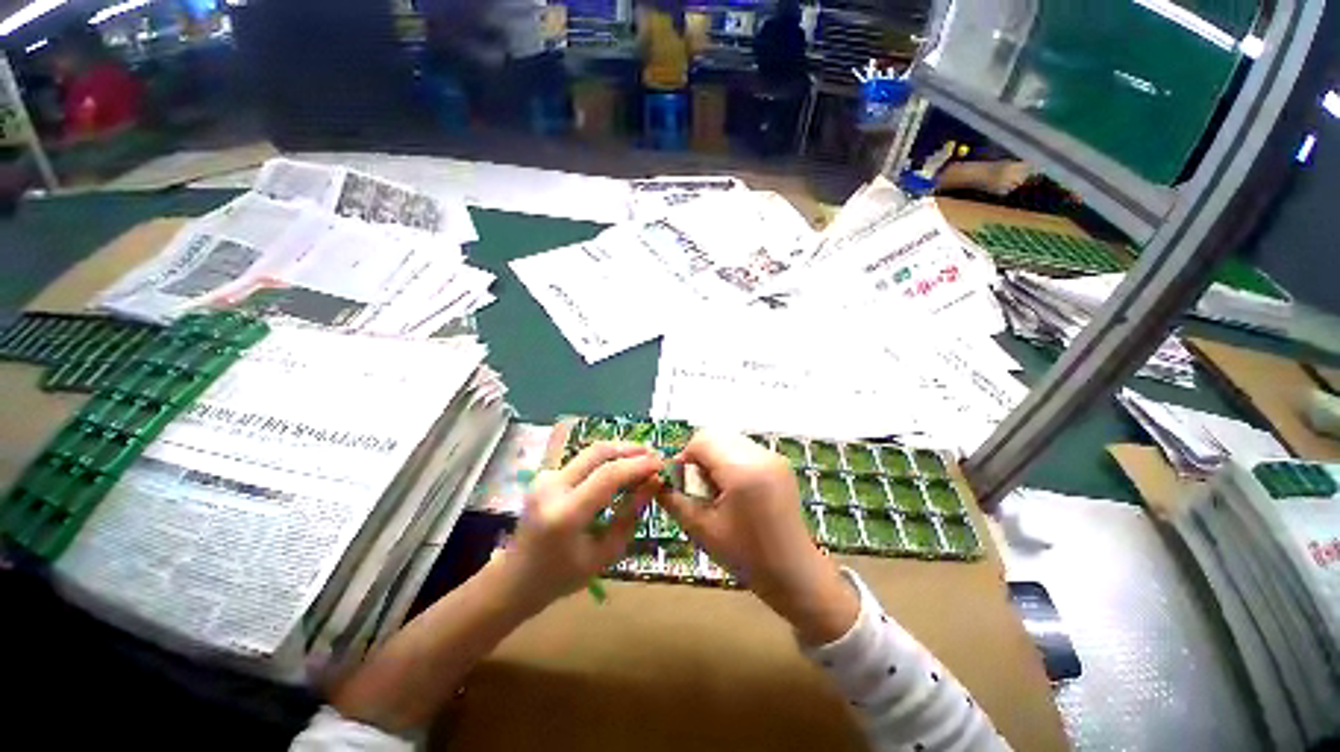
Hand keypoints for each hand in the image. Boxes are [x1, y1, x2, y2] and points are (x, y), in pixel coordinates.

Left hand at [497, 442, 662, 612]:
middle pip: (598, 452)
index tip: (661, 464)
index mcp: (565, 514)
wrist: (515, 578)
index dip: (638, 465)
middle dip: (631, 449)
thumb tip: (654, 483)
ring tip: (643, 460)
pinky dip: (606, 460)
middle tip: (654, 455)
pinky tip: (621, 468)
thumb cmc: (562, 577)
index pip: (608, 475)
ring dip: (620, 451)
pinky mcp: (546, 474)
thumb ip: (630, 516)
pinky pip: (583, 460)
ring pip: (591, 452)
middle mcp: (552, 487)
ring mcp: (545, 477)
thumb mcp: (604, 554)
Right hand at [657, 432, 858, 643]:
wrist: (795, 573)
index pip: (702, 440)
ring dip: (714, 457)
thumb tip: (656, 479)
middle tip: (697, 487)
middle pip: (716, 436)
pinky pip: (744, 449)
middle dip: (699, 456)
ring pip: (729, 440)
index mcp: (743, 471)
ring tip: (716, 490)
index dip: (684, 457)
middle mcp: (761, 455)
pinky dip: (730, 460)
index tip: (681, 483)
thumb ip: (673, 499)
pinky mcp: (779, 462)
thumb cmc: (746, 557)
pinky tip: (734, 489)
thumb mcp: (701, 529)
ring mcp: (773, 457)